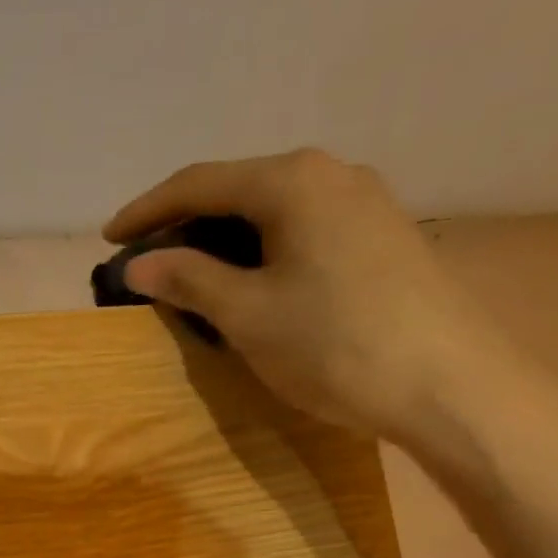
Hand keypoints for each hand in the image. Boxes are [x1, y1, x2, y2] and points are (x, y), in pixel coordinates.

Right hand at [106, 149, 509, 440]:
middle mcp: (331, 173)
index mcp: (291, 181)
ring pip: (273, 211)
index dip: (146, 211)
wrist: (449, 384)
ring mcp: (365, 202)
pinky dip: (263, 250)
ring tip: (192, 276)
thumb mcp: (247, 314)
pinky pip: (303, 229)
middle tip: (148, 264)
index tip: (109, 240)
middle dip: (185, 225)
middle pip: (238, 190)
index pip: (198, 183)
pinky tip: (253, 282)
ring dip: (224, 240)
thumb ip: (188, 279)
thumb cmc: (334, 344)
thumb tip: (138, 264)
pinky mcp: (383, 236)